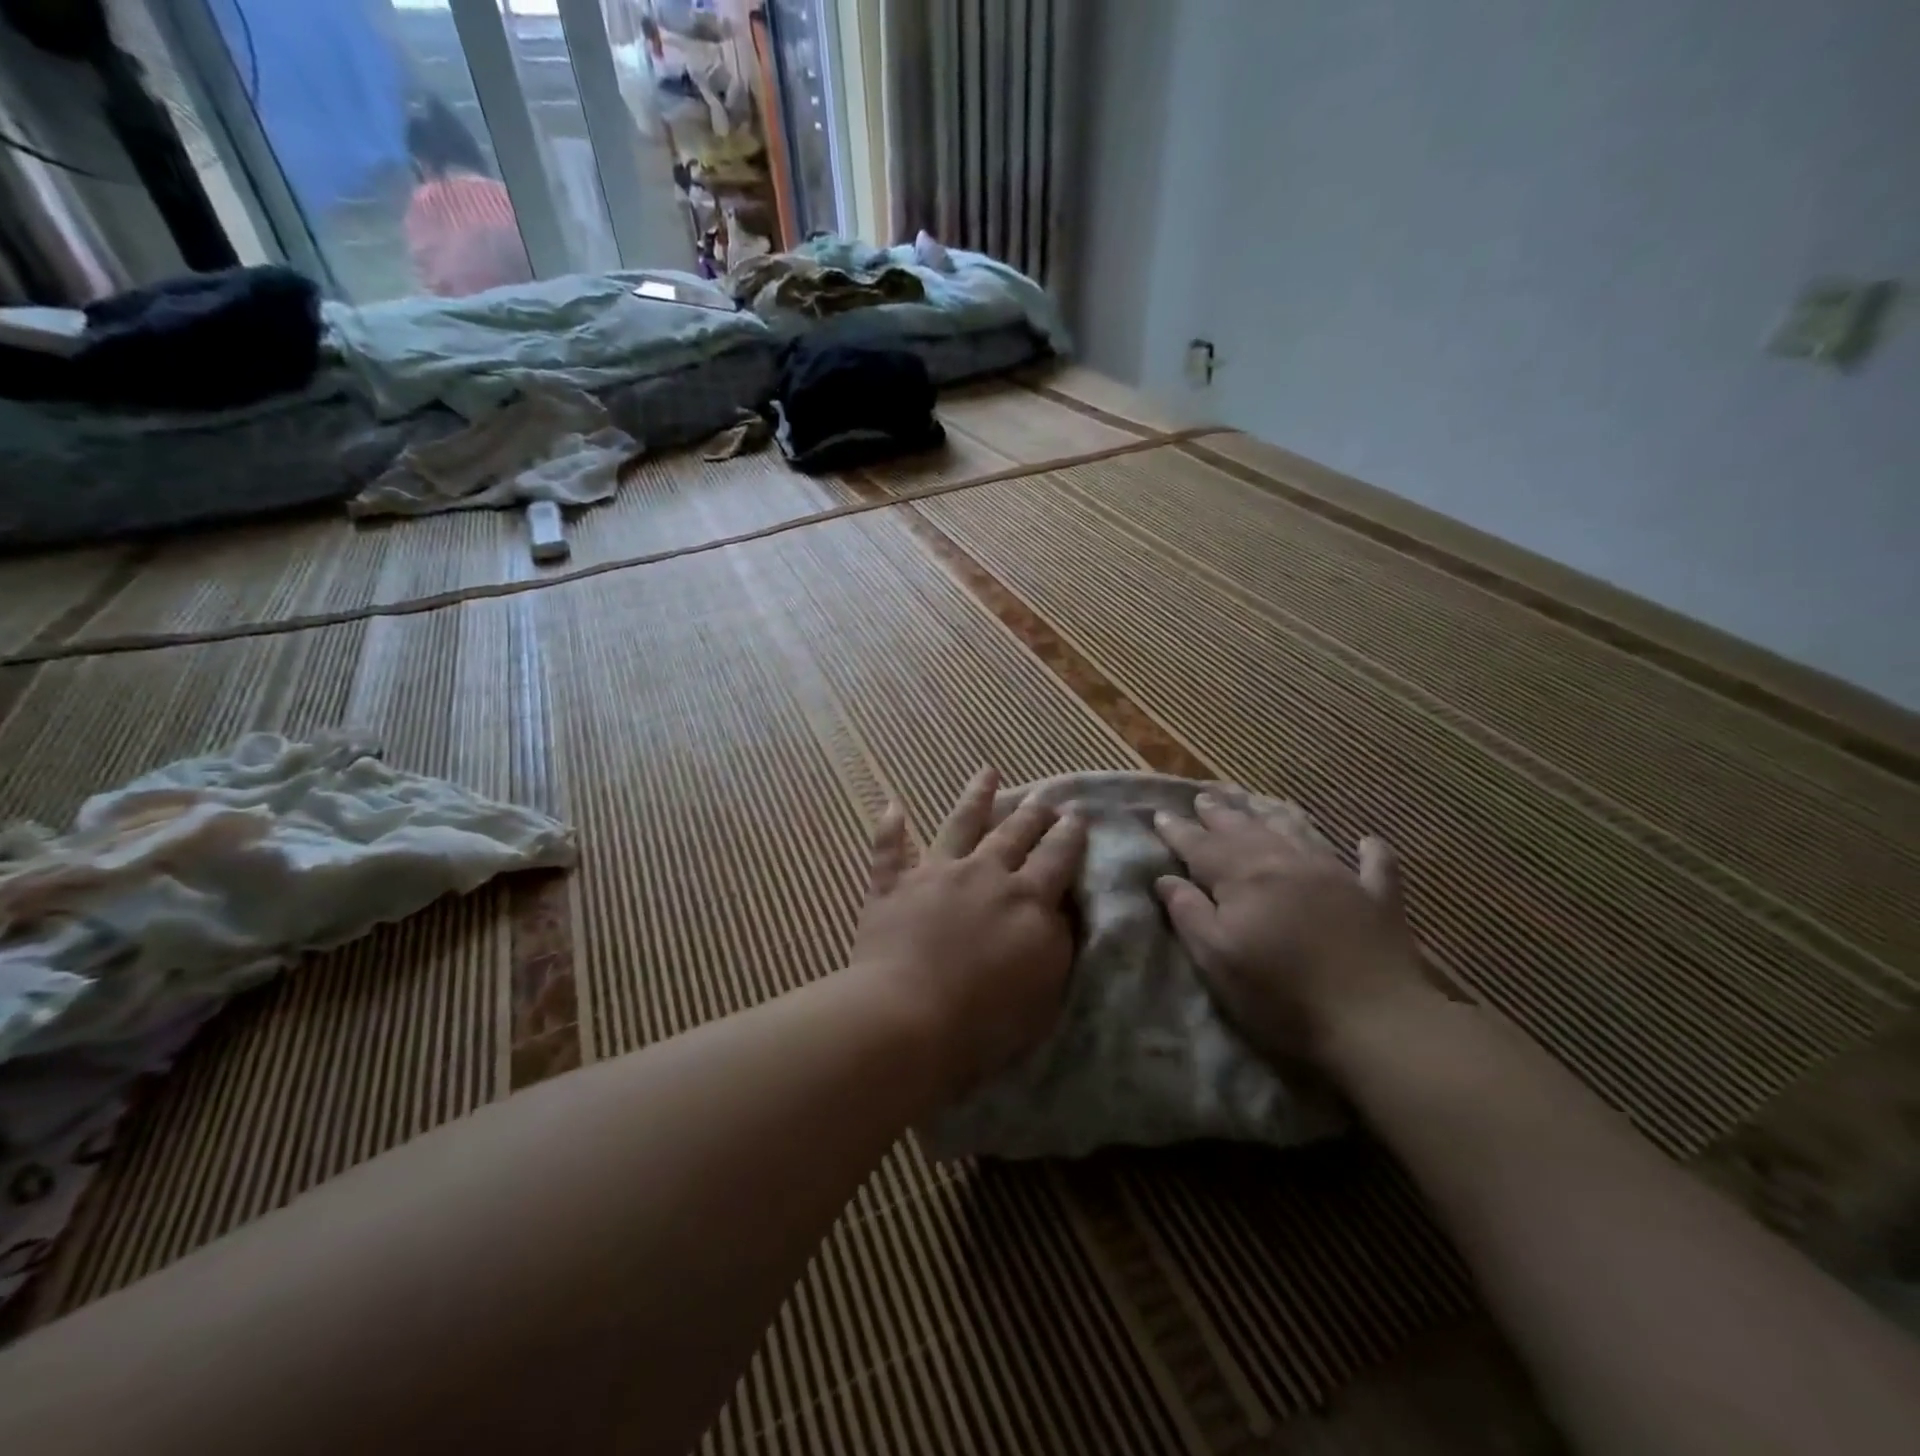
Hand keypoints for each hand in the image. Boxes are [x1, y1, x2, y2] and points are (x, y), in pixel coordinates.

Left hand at [848, 767, 1086, 1101]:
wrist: (909, 1017)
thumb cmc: (986, 1017)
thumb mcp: (1046, 985)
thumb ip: (1056, 940)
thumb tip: (1058, 909)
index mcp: (1026, 899)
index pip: (1056, 858)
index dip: (1069, 835)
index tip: (1076, 814)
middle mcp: (984, 874)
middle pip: (1013, 834)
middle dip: (1032, 813)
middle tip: (1043, 797)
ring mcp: (935, 875)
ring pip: (959, 825)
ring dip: (974, 797)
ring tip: (987, 772)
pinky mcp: (892, 888)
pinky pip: (889, 852)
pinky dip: (890, 829)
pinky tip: (892, 806)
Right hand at [1154, 791, 1429, 1065]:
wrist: (1374, 1021)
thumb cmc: (1280, 995)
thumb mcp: (1217, 959)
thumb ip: (1189, 914)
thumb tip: (1165, 878)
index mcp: (1244, 878)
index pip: (1201, 846)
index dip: (1179, 831)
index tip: (1160, 815)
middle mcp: (1286, 864)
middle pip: (1246, 830)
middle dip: (1220, 814)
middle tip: (1203, 796)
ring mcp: (1336, 876)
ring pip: (1298, 833)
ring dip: (1274, 816)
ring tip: (1256, 803)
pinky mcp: (1377, 899)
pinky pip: (1374, 865)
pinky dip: (1370, 851)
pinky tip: (1367, 841)